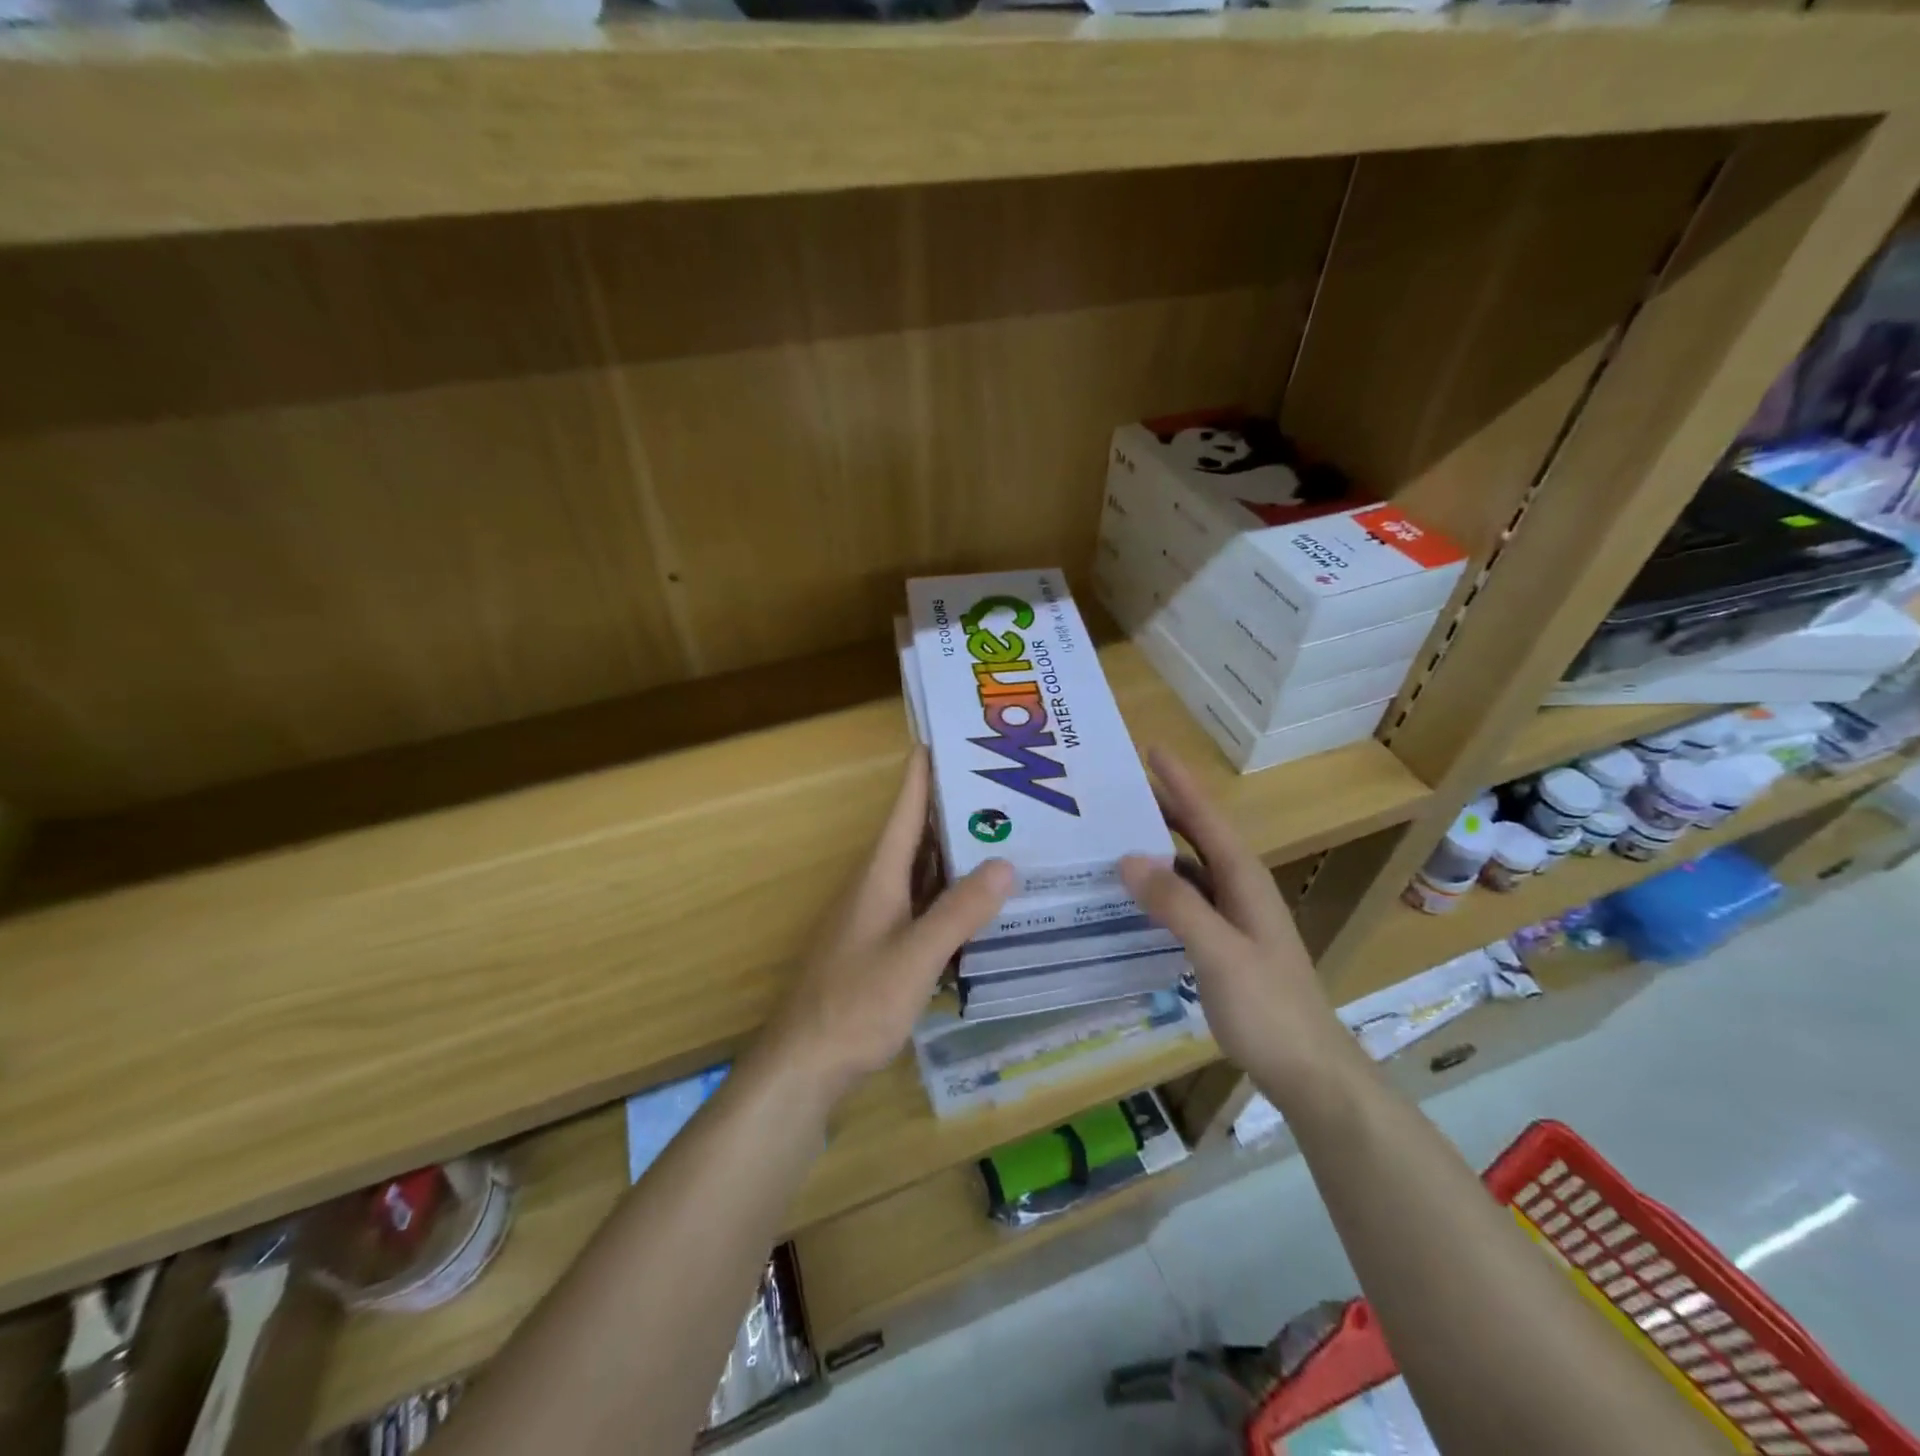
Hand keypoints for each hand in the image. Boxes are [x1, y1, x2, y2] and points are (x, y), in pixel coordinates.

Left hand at [763, 748, 1013, 1101]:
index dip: (922, 773)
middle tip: (1001, 788)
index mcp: (879, 876)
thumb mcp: (915, 956)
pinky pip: (922, 906)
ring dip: (954, 853)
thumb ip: (959, 912)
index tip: (945, 738)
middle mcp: (876, 888)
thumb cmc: (856, 1003)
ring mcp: (877, 919)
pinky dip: (950, 896)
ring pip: (922, 873)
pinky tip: (978, 903)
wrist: (806, 1063)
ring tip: (1002, 835)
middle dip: (953, 809)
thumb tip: (1006, 863)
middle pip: (917, 837)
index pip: (904, 810)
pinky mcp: (882, 947)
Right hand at [1120, 749, 1350, 1105]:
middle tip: (1115, 790)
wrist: (1307, 1069)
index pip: (1207, 819)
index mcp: (1244, 880)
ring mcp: (1232, 918)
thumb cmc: (1269, 1007)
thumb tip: (1128, 858)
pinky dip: (1158, 889)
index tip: (1151, 749)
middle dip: (1162, 808)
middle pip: (1197, 836)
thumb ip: (1176, 906)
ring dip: (1156, 848)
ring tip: (1113, 834)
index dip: (1180, 783)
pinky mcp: (1222, 943)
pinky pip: (1184, 901)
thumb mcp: (1220, 953)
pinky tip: (1131, 896)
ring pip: (1188, 869)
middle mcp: (1238, 889)